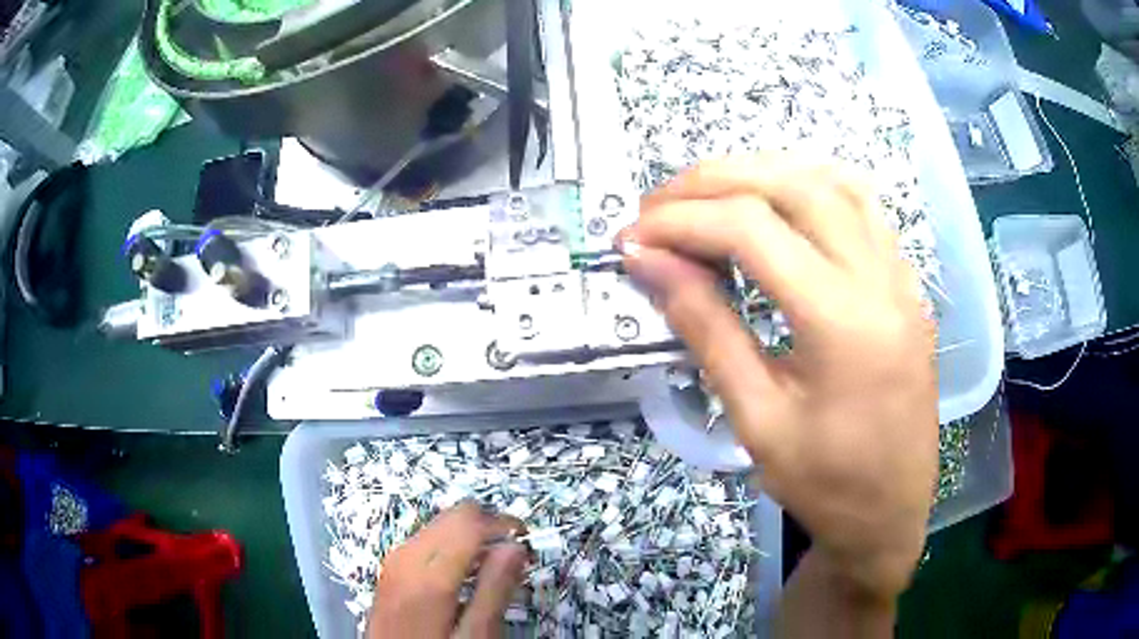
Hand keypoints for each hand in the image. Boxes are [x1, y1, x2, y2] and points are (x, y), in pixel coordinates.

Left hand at [367, 502, 528, 638]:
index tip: (527, 543)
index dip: (503, 524)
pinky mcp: (392, 567)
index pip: (469, 521)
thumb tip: (516, 547)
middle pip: (453, 515)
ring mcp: (395, 559)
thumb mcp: (475, 635)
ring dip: (471, 535)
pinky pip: (427, 539)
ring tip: (493, 567)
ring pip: (440, 523)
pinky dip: (452, 545)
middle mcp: (407, 556)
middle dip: (489, 526)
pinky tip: (464, 573)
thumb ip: (495, 590)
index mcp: (429, 574)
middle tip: (514, 555)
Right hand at [619, 155, 937, 600]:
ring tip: (710, 196)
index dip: (682, 221)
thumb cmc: (824, 485)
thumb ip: (706, 329)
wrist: (891, 513)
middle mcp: (880, 279)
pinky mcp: (905, 283)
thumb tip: (650, 263)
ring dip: (763, 173)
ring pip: (831, 181)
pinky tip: (778, 204)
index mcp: (843, 323)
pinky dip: (809, 186)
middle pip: (793, 185)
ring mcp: (900, 276)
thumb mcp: (756, 419)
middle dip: (715, 181)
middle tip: (660, 205)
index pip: (752, 229)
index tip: (633, 237)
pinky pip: (861, 206)